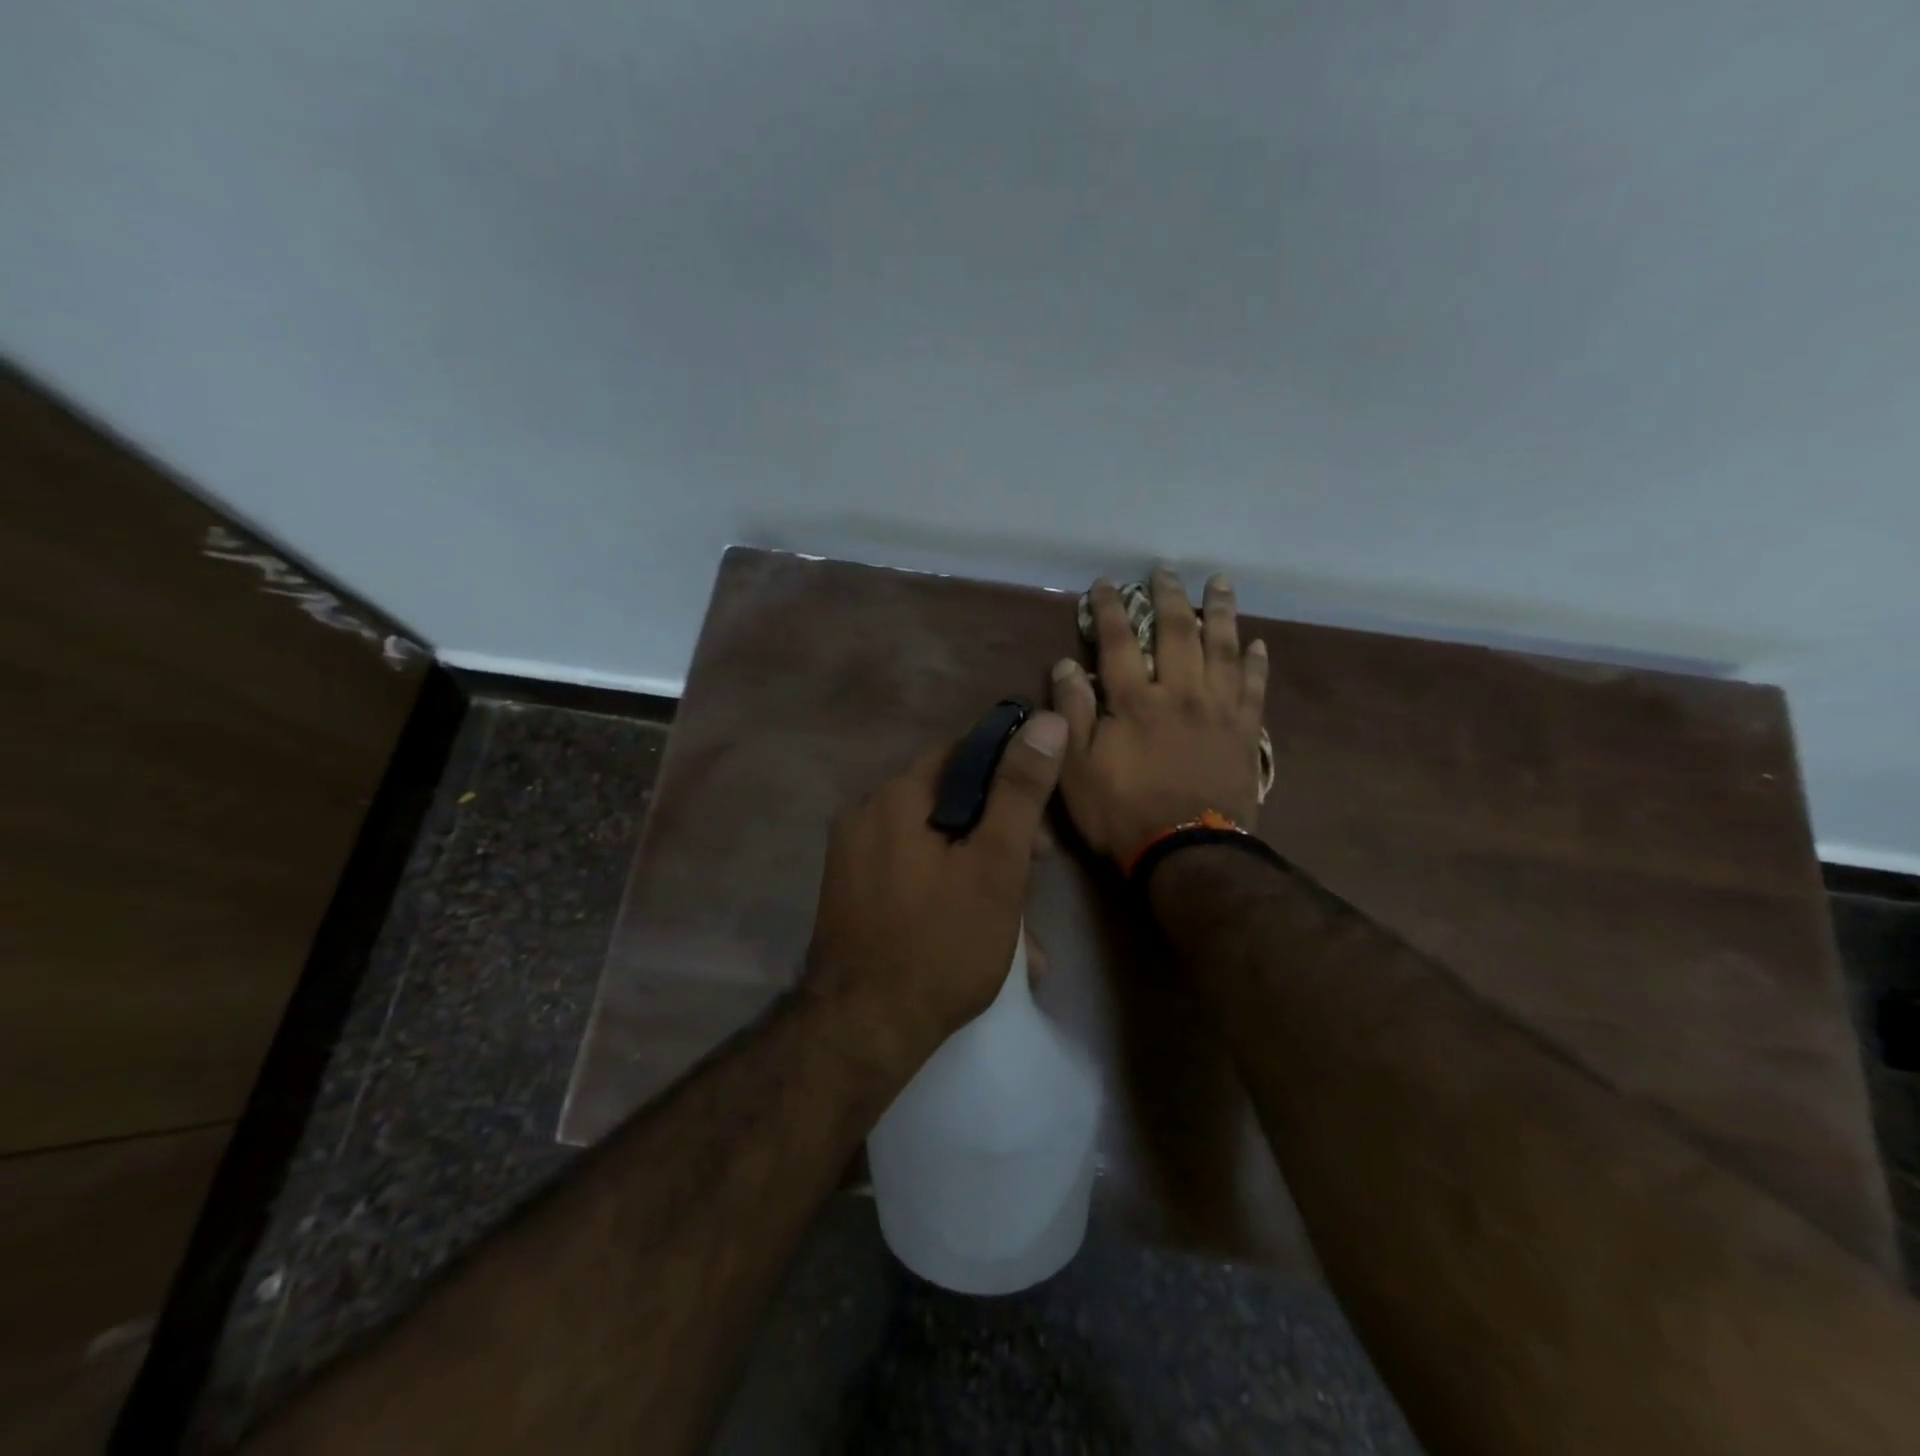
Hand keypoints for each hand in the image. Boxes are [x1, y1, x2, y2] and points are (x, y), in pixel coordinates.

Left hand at [802, 709, 1068, 1081]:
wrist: (862, 1032)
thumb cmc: (940, 945)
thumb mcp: (994, 866)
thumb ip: (1020, 792)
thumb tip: (1045, 720)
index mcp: (895, 798)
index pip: (960, 753)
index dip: (1007, 775)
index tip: (1038, 819)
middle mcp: (865, 815)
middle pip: (946, 800)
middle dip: (995, 832)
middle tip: (1032, 873)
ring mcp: (852, 857)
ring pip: (931, 843)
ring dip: (975, 869)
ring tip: (1014, 924)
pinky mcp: (850, 892)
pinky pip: (908, 872)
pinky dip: (944, 888)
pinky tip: (975, 930)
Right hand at [1051, 569, 1269, 862]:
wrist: (1188, 852)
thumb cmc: (1123, 812)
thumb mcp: (1077, 769)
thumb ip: (1072, 713)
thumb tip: (1066, 664)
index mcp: (1136, 701)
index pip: (1120, 641)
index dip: (1112, 608)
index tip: (1107, 582)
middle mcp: (1181, 692)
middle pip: (1177, 632)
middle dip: (1169, 596)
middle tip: (1166, 570)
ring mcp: (1219, 710)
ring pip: (1223, 648)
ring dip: (1220, 612)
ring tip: (1220, 583)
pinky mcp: (1246, 732)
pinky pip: (1255, 687)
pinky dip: (1257, 662)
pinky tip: (1258, 642)